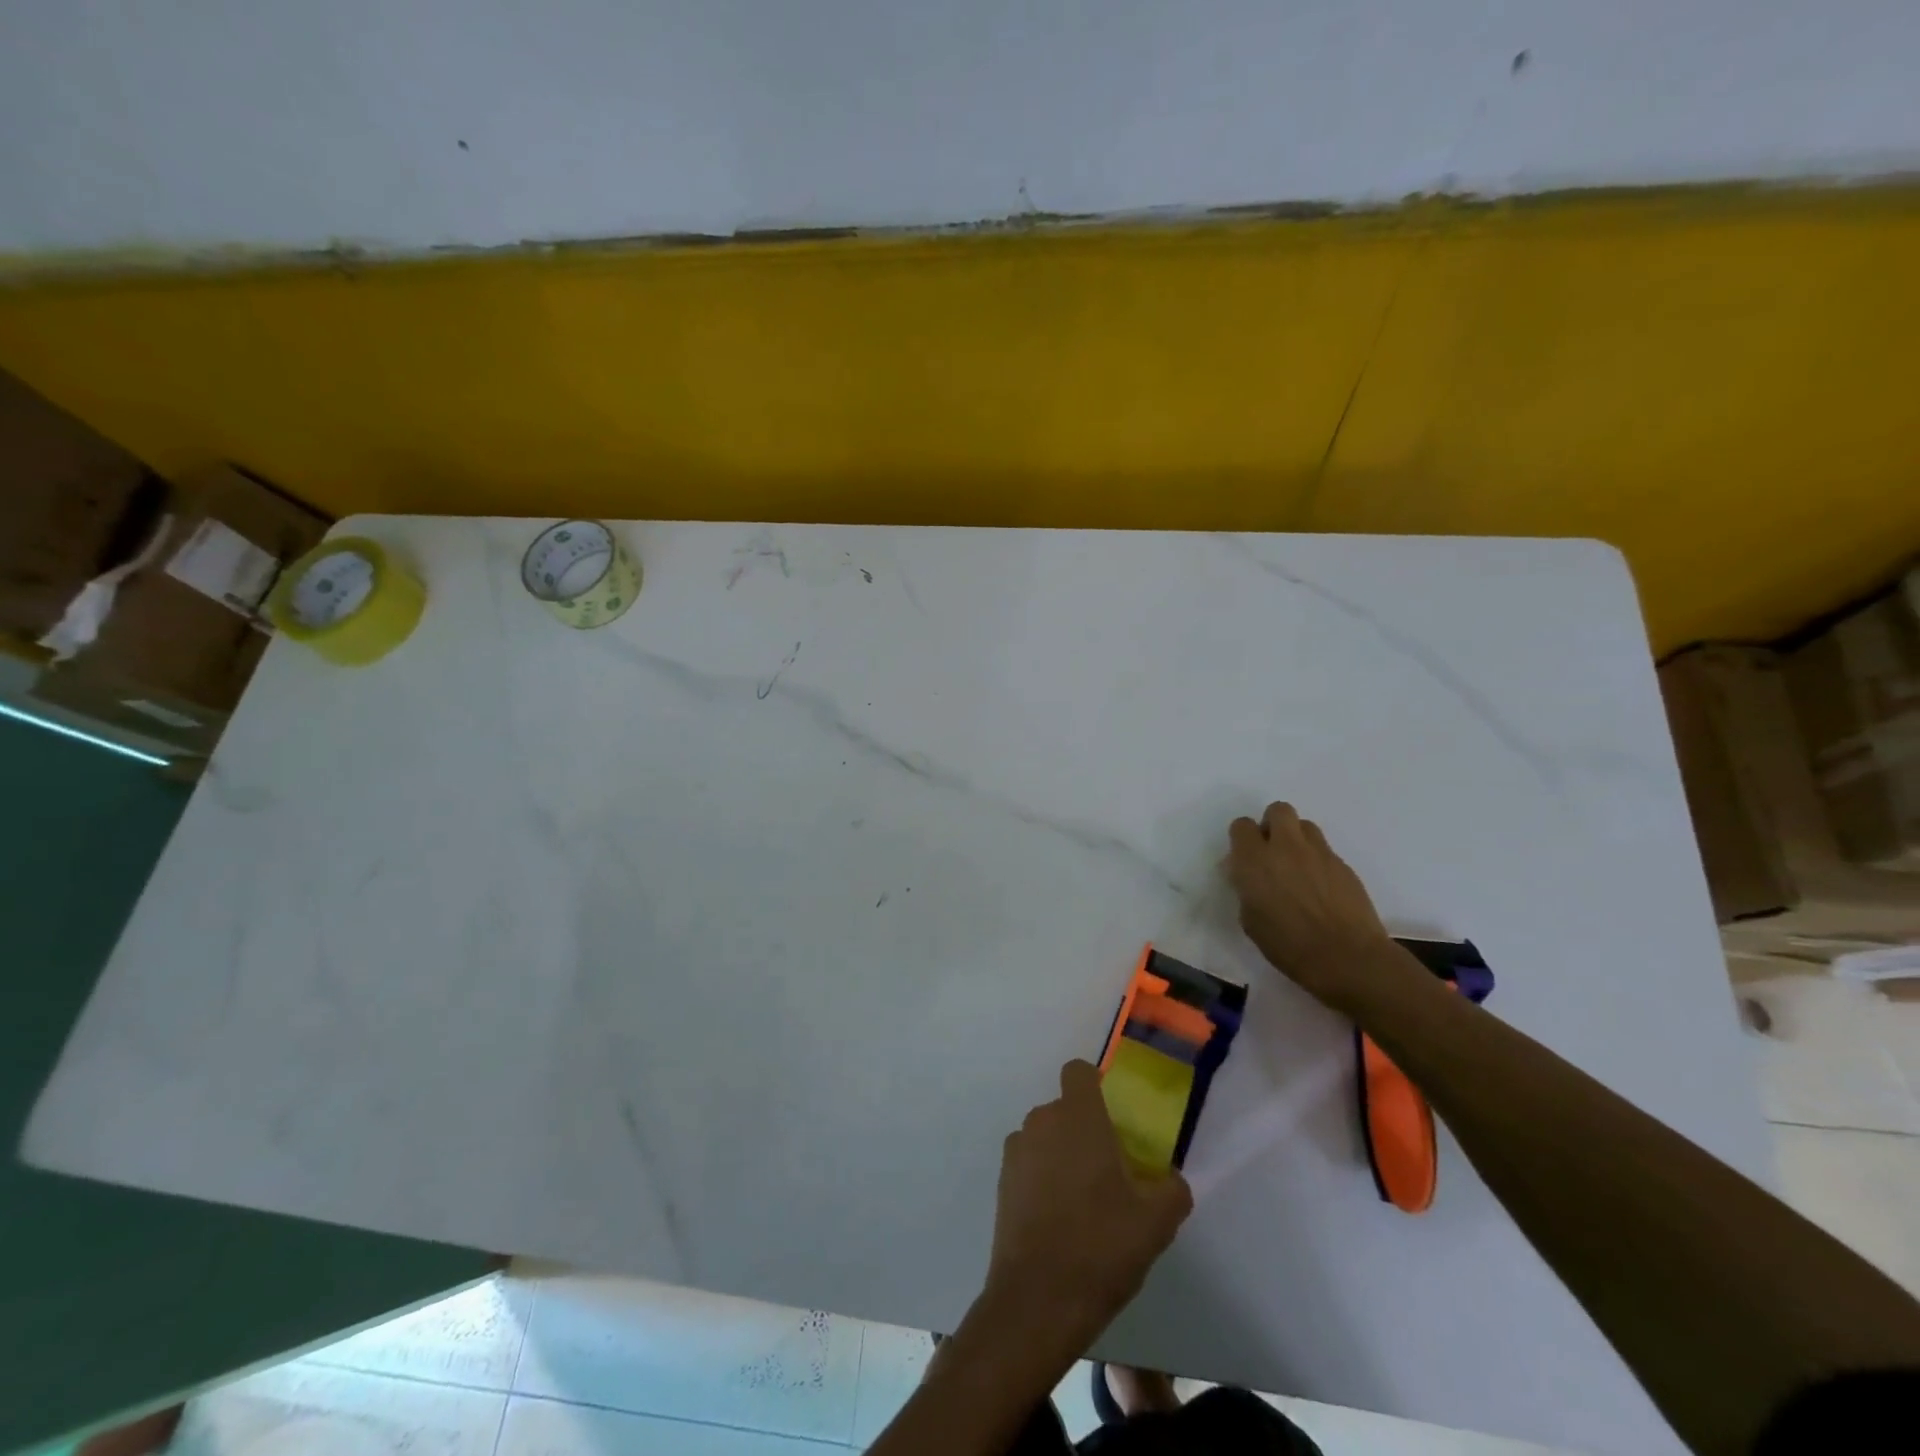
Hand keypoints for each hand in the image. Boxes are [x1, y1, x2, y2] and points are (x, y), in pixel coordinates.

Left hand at [984, 1060, 1191, 1354]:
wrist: (1039, 1299)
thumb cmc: (1102, 1245)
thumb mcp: (1157, 1221)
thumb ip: (1172, 1189)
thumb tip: (1171, 1179)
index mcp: (1078, 1116)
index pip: (1078, 1072)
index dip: (1095, 1086)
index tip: (1113, 1117)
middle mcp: (1042, 1121)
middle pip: (1065, 1109)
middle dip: (1084, 1131)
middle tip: (1110, 1172)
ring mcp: (1017, 1151)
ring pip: (1045, 1138)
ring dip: (1062, 1156)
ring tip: (1085, 1203)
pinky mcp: (1002, 1182)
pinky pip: (1029, 1165)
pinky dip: (1042, 1180)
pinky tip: (1060, 1222)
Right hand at [1226, 801, 1392, 1007]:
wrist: (1347, 958)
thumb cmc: (1288, 946)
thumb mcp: (1251, 920)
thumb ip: (1247, 890)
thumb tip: (1250, 879)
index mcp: (1254, 861)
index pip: (1242, 826)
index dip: (1242, 838)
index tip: (1245, 857)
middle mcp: (1285, 847)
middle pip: (1278, 810)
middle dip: (1272, 824)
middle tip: (1272, 851)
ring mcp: (1318, 853)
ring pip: (1305, 826)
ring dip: (1297, 839)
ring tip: (1298, 866)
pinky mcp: (1344, 865)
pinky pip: (1325, 850)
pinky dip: (1318, 861)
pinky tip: (1320, 888)